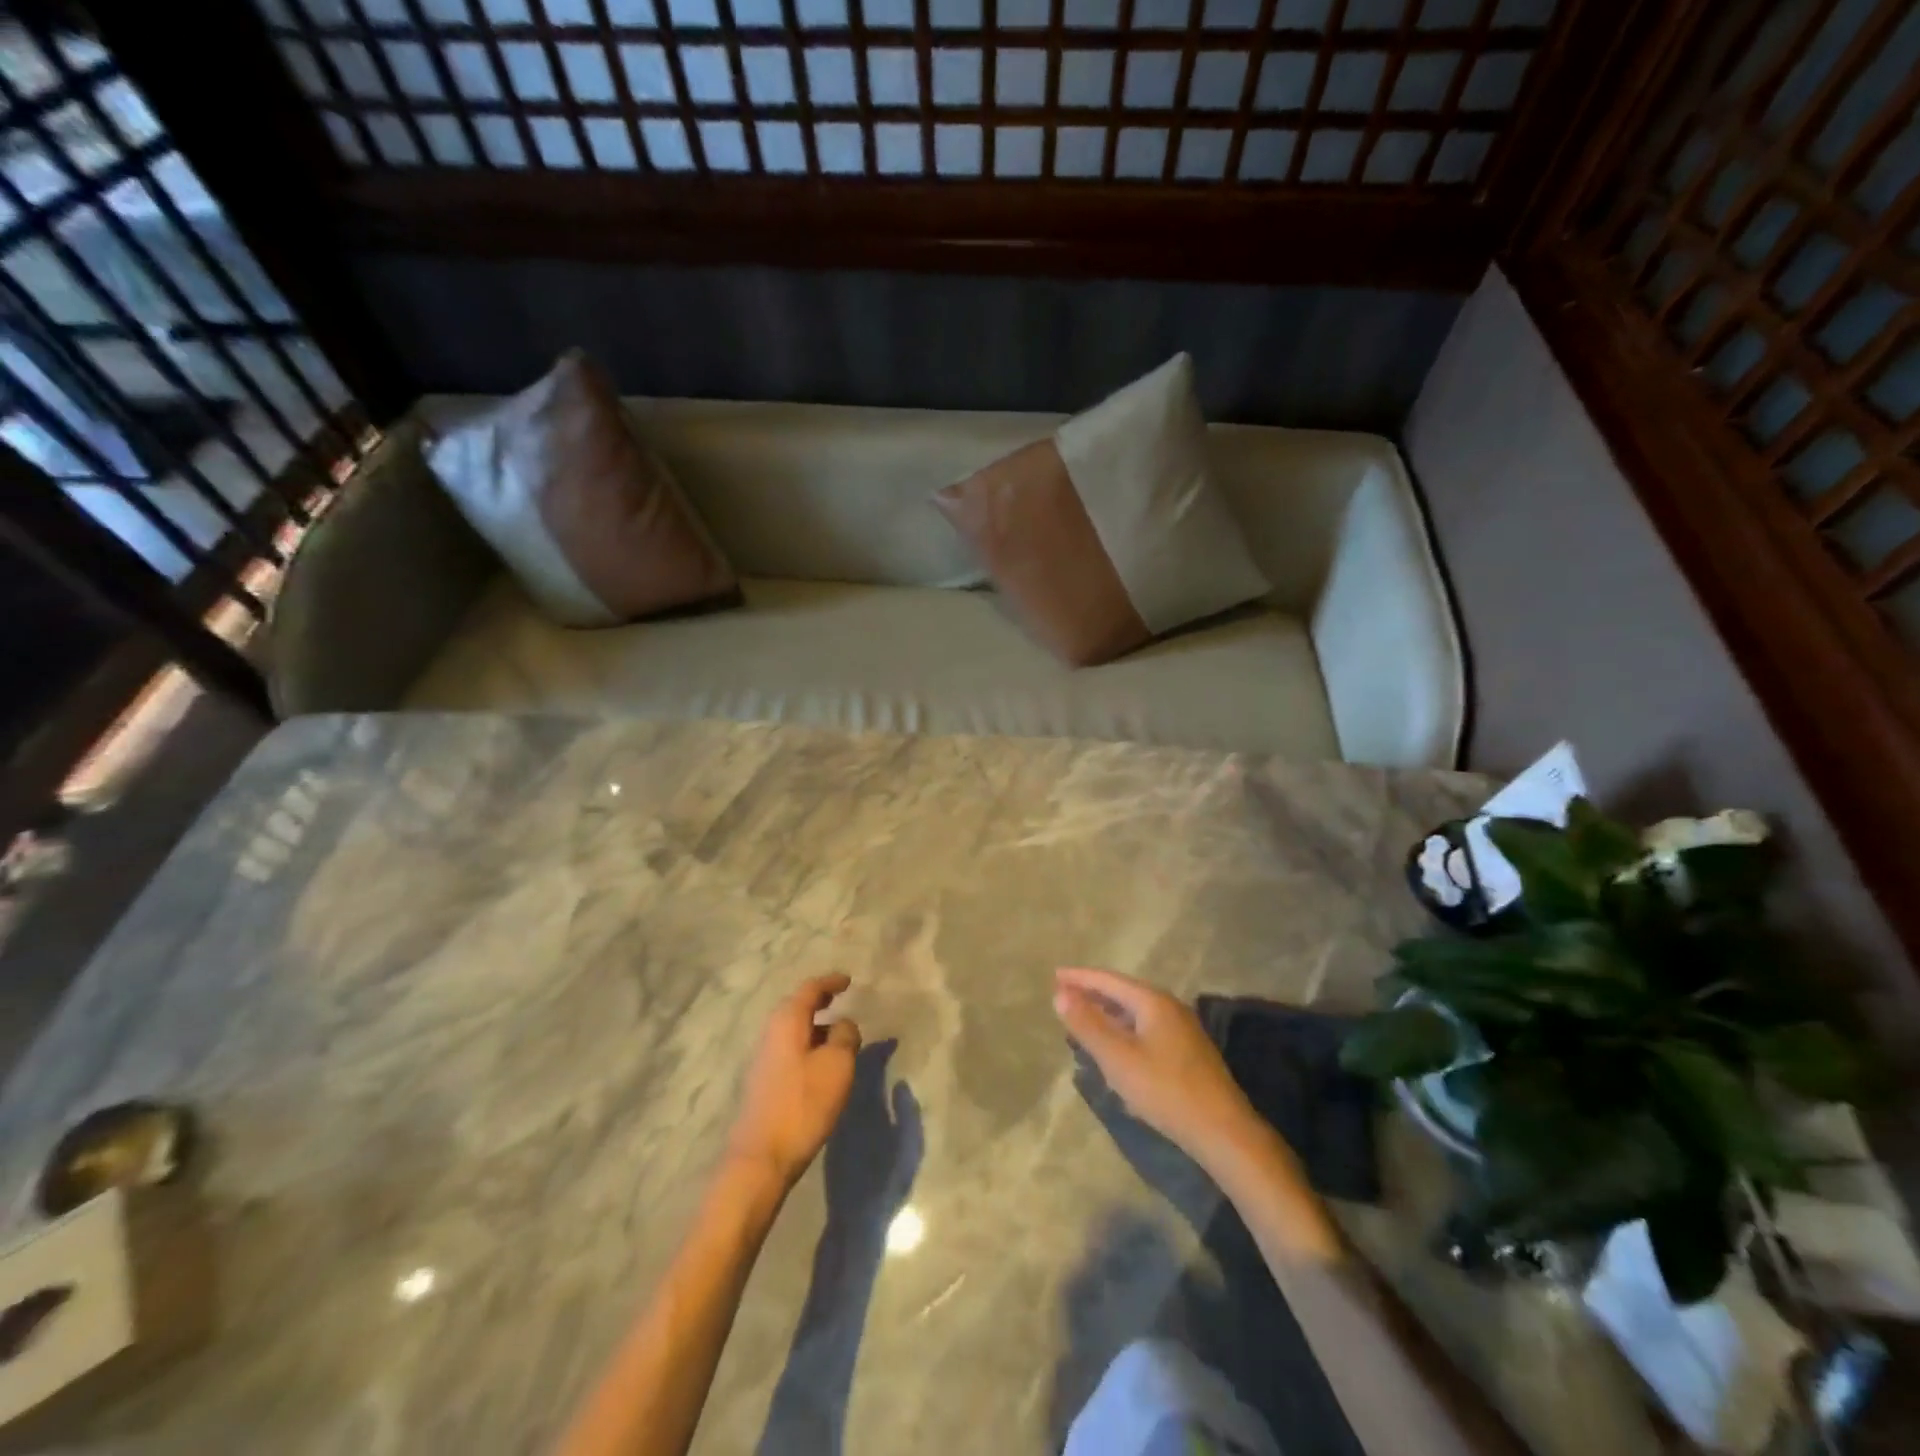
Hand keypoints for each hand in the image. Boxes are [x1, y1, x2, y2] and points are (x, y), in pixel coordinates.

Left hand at [727, 975, 862, 1188]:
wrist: (761, 1157)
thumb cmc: (803, 1103)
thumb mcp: (838, 1065)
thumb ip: (846, 1036)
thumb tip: (844, 1024)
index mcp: (788, 1020)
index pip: (810, 989)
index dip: (830, 982)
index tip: (848, 980)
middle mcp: (771, 1032)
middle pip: (798, 1007)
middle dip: (820, 1002)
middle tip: (840, 1000)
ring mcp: (764, 1058)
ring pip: (794, 1030)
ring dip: (815, 1028)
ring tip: (838, 1036)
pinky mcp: (764, 1082)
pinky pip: (790, 1050)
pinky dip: (808, 1047)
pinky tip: (822, 1064)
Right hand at [1052, 967, 1256, 1170]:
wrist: (1222, 1131)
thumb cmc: (1165, 1090)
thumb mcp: (1118, 1058)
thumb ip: (1088, 1025)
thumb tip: (1060, 994)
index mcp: (1153, 1001)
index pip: (1109, 980)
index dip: (1080, 978)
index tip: (1055, 976)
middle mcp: (1169, 1007)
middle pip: (1123, 993)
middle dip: (1092, 994)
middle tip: (1064, 997)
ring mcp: (1181, 1030)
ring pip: (1135, 1014)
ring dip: (1107, 1014)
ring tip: (1082, 1020)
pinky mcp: (1186, 1053)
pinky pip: (1145, 1030)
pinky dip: (1122, 1031)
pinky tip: (1113, 1048)